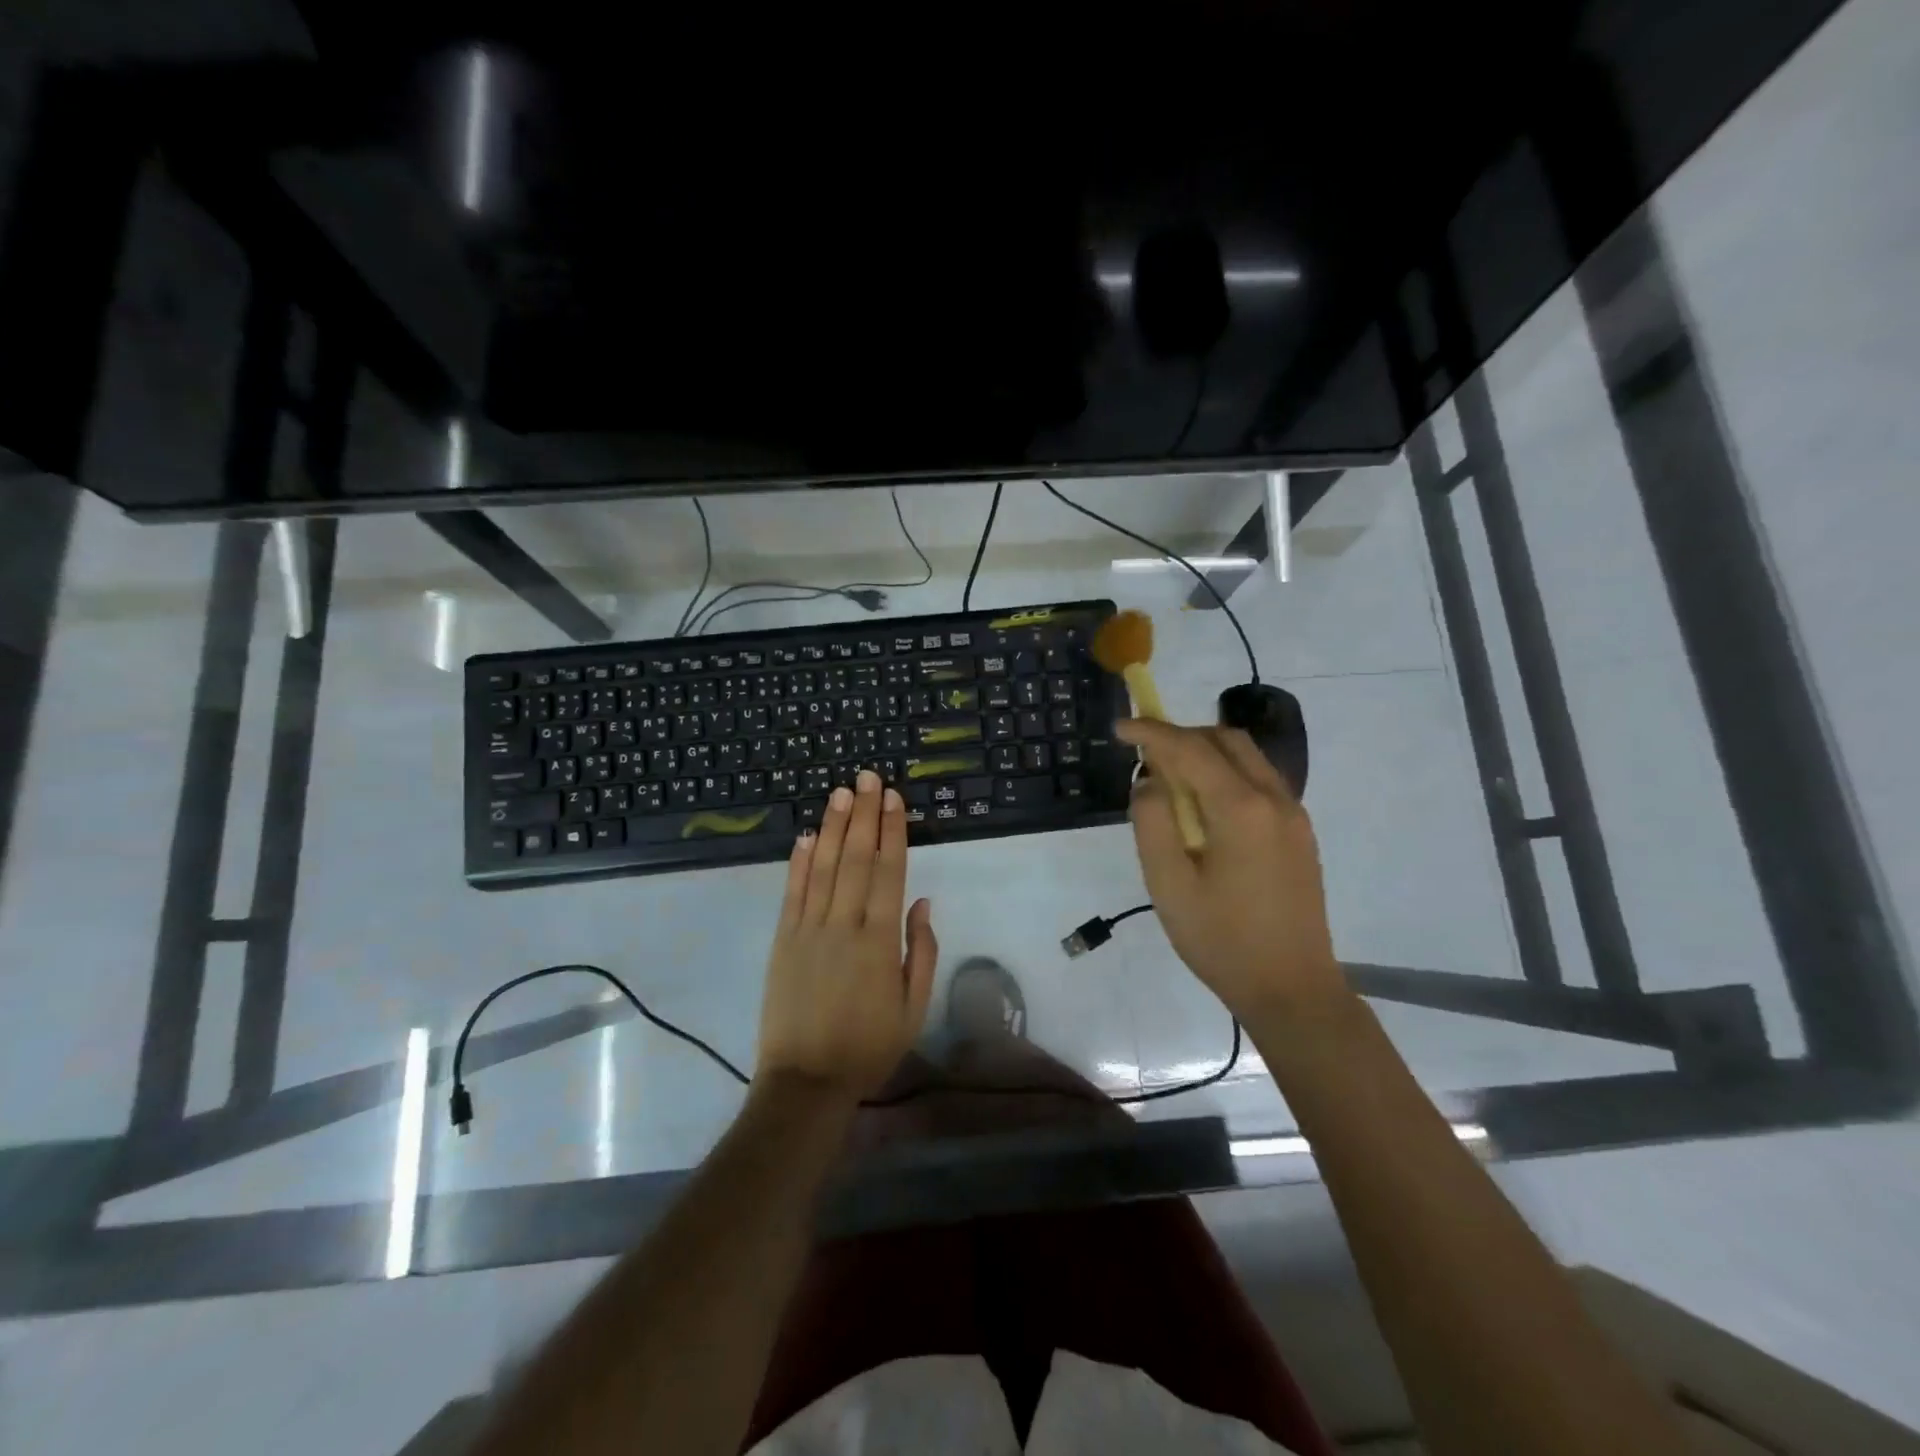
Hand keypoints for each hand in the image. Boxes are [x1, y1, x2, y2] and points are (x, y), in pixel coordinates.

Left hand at [757, 769, 937, 1103]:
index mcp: (879, 940)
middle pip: (856, 859)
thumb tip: (922, 902)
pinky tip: (807, 835)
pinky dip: (799, 862)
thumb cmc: (869, 1047)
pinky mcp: (782, 940)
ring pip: (824, 867)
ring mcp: (808, 930)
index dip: (891, 832)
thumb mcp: (913, 1007)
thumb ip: (920, 950)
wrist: (806, 1082)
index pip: (887, 872)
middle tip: (866, 777)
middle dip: (863, 815)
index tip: (892, 799)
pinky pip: (792, 893)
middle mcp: (843, 925)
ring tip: (840, 792)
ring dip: (834, 827)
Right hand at [1119, 719, 1344, 1023]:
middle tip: (1145, 755)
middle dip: (1181, 736)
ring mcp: (1294, 815)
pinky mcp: (1300, 833)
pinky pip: (1260, 781)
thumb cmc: (1222, 940)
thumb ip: (1152, 822)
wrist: (1292, 989)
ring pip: (1247, 757)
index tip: (1120, 728)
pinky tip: (1204, 807)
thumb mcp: (1169, 884)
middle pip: (1226, 740)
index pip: (1190, 749)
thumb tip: (1150, 782)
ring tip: (1170, 780)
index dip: (1151, 732)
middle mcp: (1274, 798)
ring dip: (1206, 753)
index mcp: (1241, 808)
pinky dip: (1226, 774)